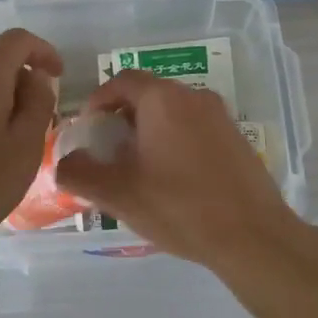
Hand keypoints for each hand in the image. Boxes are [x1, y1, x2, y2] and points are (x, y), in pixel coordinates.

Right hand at [54, 70, 300, 268]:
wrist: (252, 235)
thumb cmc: (180, 207)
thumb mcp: (118, 194)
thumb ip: (80, 173)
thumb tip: (64, 162)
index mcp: (163, 99)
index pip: (121, 81)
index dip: (98, 101)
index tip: (88, 129)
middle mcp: (194, 96)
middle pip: (148, 95)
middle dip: (123, 118)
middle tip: (110, 152)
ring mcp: (220, 116)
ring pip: (173, 112)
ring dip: (150, 131)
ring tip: (139, 169)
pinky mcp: (237, 138)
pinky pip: (196, 128)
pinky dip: (176, 141)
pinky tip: (174, 180)